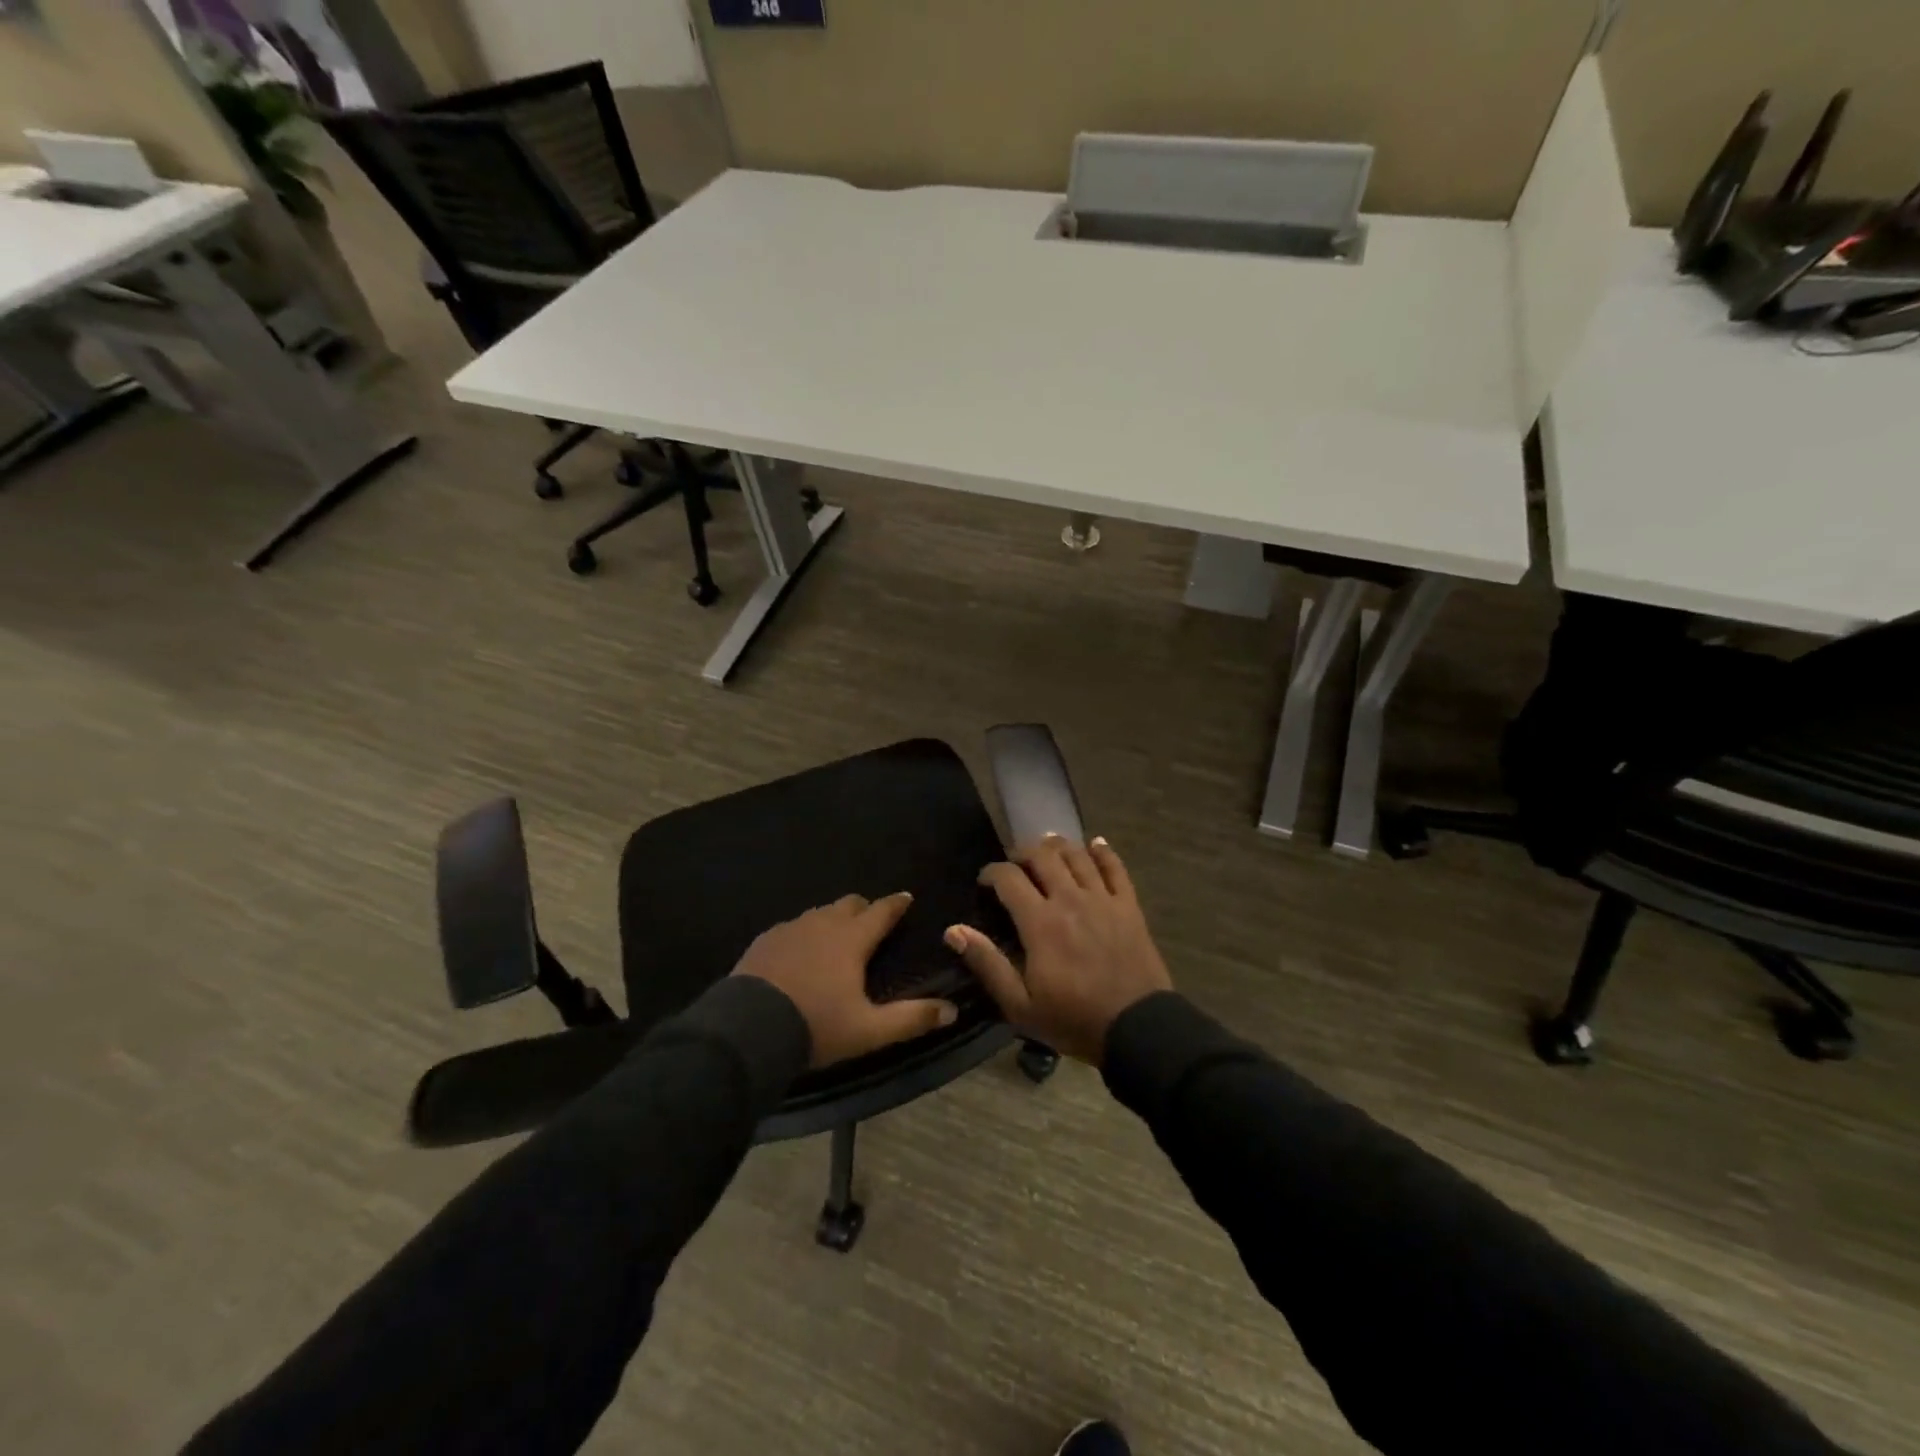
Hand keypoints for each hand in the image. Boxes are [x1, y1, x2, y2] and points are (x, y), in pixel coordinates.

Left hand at [732, 892, 957, 1067]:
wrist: (747, 1030)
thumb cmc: (816, 1025)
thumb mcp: (868, 1030)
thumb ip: (911, 1018)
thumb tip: (951, 1010)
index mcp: (852, 939)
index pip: (881, 911)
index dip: (896, 904)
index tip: (906, 897)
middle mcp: (823, 924)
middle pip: (849, 904)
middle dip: (864, 908)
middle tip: (872, 920)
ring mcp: (790, 929)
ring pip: (819, 913)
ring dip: (833, 919)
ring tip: (837, 936)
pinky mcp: (765, 940)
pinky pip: (792, 927)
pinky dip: (804, 933)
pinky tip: (799, 950)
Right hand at [946, 836, 1170, 1065]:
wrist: (1138, 1029)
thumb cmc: (1073, 1020)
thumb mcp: (1020, 1005)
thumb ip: (987, 963)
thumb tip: (953, 931)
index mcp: (1040, 922)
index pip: (1009, 878)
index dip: (991, 872)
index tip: (984, 882)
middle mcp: (1070, 899)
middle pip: (1043, 856)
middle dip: (1022, 852)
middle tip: (1014, 864)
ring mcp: (1103, 899)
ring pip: (1077, 855)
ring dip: (1058, 846)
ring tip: (1047, 849)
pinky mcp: (1129, 905)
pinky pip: (1116, 867)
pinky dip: (1103, 852)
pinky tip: (1095, 845)